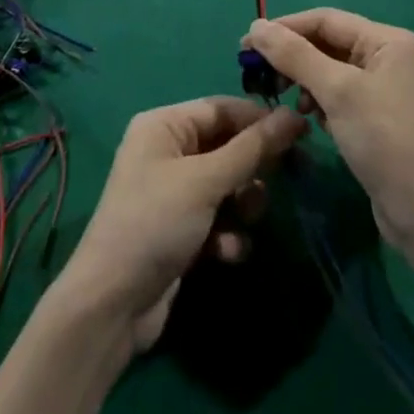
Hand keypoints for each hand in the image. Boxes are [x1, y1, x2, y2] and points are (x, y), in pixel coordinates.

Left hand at [57, 97, 305, 350]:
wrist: (113, 304)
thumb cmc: (155, 222)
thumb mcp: (205, 181)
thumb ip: (251, 150)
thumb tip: (293, 115)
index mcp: (164, 125)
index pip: (221, 108)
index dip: (259, 119)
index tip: (300, 132)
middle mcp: (168, 151)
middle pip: (226, 146)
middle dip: (253, 166)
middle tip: (288, 177)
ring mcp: (174, 193)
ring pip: (227, 185)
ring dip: (243, 203)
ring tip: (246, 219)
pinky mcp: (181, 230)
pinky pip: (218, 219)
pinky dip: (228, 233)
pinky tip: (227, 252)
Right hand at [243, 10, 413, 238]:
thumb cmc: (385, 141)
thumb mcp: (337, 92)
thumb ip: (295, 55)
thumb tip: (256, 26)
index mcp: (387, 40)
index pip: (325, 20)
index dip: (284, 28)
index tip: (247, 44)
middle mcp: (388, 57)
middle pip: (327, 43)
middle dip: (293, 56)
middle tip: (258, 73)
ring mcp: (384, 88)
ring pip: (330, 70)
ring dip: (304, 80)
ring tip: (284, 98)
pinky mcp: (377, 118)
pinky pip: (339, 95)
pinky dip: (319, 101)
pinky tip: (309, 119)